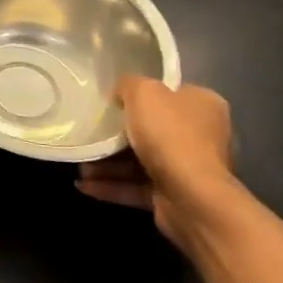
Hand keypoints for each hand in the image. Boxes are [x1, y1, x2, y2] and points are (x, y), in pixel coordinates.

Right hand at [77, 76, 235, 248]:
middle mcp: (201, 136)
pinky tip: (84, 184)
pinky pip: (136, 187)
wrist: (191, 198)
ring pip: (140, 161)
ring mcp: (188, 170)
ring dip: (108, 163)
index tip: (112, 99)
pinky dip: (111, 186)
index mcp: (203, 105)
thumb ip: (129, 84)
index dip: (141, 94)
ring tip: (80, 163)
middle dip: (117, 134)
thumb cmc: (170, 134)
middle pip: (152, 129)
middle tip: (90, 131)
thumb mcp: (144, 92)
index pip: (170, 93)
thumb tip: (121, 92)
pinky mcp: (173, 197)